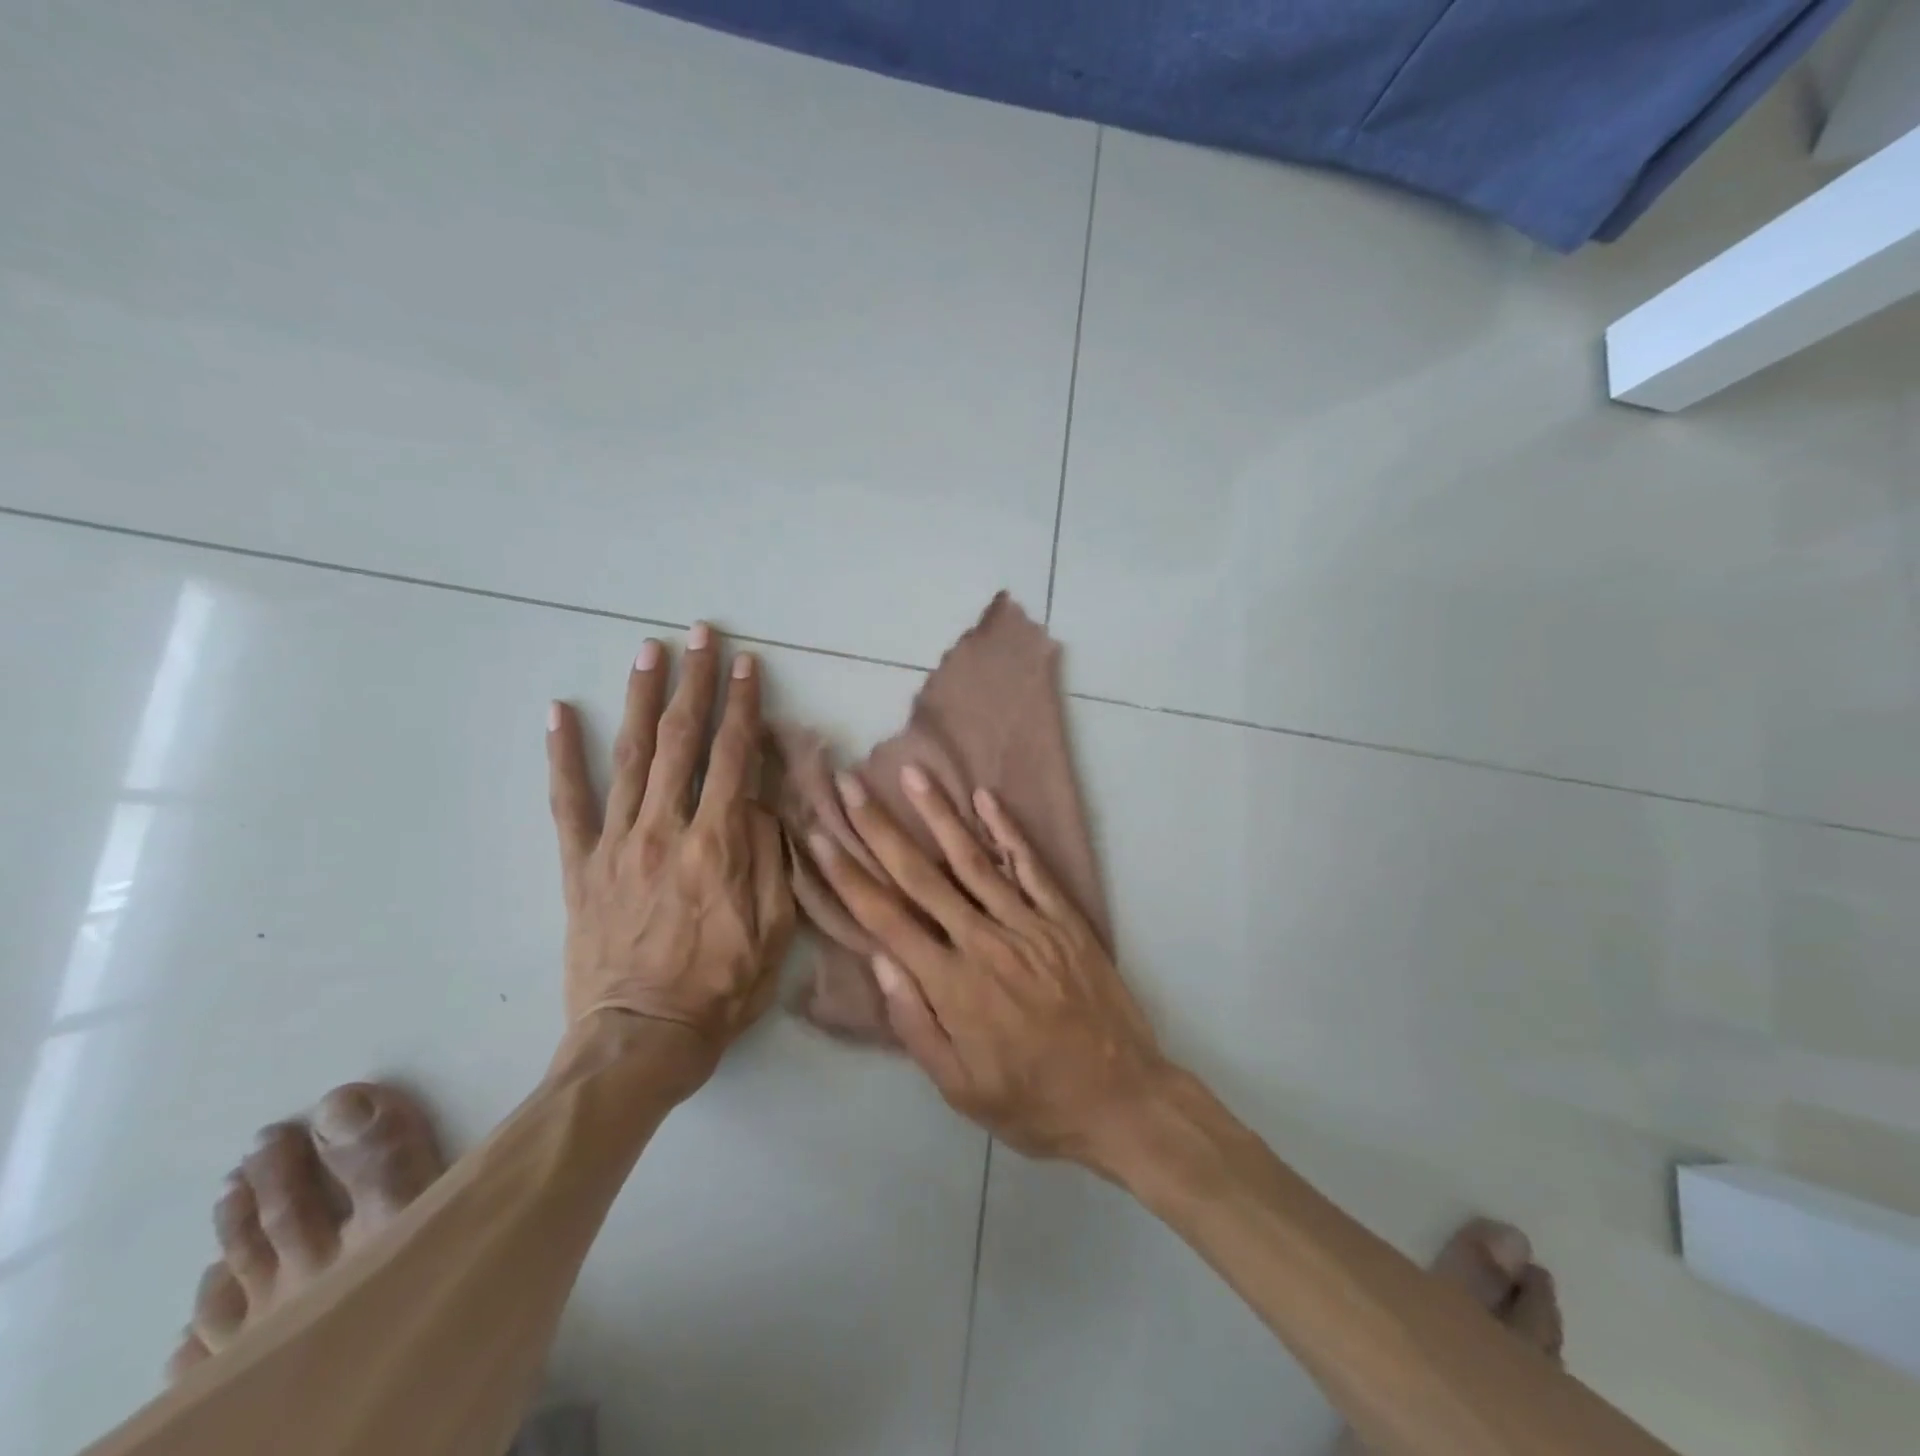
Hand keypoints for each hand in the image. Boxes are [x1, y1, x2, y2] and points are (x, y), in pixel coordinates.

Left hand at [546, 624, 795, 1061]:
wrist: (640, 1039)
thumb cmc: (722, 987)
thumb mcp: (775, 928)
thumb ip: (771, 856)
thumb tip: (764, 799)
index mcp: (718, 843)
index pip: (734, 756)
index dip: (743, 705)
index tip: (747, 664)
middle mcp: (665, 829)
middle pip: (682, 740)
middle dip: (694, 681)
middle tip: (700, 634)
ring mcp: (616, 843)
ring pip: (631, 755)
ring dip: (642, 698)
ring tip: (648, 650)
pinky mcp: (581, 865)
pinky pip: (568, 802)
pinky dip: (564, 755)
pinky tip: (560, 713)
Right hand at [808, 766, 1165, 1161]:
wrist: (1121, 1098)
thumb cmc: (1032, 1101)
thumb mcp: (960, 1088)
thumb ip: (916, 1024)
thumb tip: (881, 962)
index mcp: (952, 986)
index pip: (886, 919)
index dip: (848, 874)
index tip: (821, 835)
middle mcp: (984, 943)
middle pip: (921, 876)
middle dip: (881, 828)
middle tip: (850, 784)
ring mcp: (1028, 925)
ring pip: (974, 860)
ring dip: (939, 814)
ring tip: (912, 773)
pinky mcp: (1063, 919)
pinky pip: (1031, 867)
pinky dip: (1008, 831)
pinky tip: (986, 798)